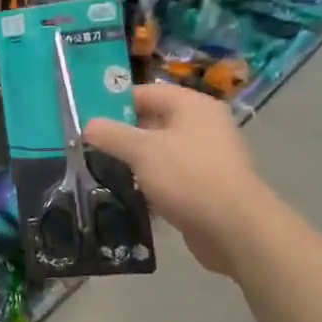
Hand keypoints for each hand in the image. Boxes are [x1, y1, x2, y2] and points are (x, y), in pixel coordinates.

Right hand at [83, 82, 269, 277]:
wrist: (234, 228)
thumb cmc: (188, 176)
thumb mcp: (142, 151)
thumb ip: (112, 135)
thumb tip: (88, 125)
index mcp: (192, 105)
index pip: (146, 92)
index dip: (115, 102)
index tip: (87, 117)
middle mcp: (202, 125)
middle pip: (153, 121)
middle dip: (122, 134)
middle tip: (88, 146)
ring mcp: (206, 156)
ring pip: (160, 151)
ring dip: (134, 161)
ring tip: (101, 170)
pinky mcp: (205, 185)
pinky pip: (170, 176)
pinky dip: (150, 182)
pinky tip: (127, 194)